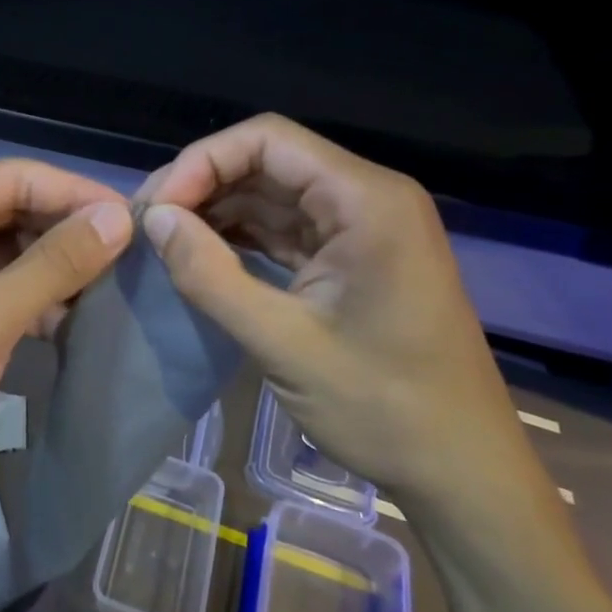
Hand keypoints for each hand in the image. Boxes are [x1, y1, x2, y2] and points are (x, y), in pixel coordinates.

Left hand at [0, 160, 132, 506]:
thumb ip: (55, 263)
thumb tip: (118, 218)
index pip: (15, 177)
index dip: (76, 193)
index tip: (134, 220)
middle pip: (10, 210)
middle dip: (65, 233)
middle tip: (128, 258)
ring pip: (4, 251)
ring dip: (50, 269)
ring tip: (108, 289)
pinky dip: (27, 299)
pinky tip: (68, 320)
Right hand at [140, 114, 546, 514]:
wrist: (463, 471)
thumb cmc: (384, 407)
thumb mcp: (284, 344)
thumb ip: (211, 276)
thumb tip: (154, 219)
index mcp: (366, 200)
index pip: (267, 140)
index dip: (202, 162)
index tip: (157, 210)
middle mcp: (366, 197)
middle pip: (267, 161)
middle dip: (203, 185)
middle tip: (148, 225)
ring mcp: (361, 227)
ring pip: (272, 192)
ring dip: (217, 210)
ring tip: (164, 240)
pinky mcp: (352, 256)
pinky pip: (286, 227)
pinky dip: (241, 237)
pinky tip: (201, 254)